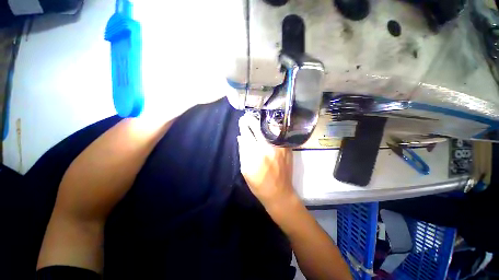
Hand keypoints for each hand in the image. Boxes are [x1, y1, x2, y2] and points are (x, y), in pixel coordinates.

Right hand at [237, 114, 295, 208]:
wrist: (280, 193)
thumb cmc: (259, 184)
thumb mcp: (245, 170)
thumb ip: (243, 151)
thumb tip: (241, 137)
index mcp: (256, 154)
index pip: (248, 133)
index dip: (244, 125)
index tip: (242, 120)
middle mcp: (269, 147)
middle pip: (260, 128)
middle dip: (252, 121)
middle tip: (248, 117)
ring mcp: (281, 146)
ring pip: (271, 128)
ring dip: (263, 123)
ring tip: (258, 120)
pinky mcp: (287, 148)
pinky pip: (279, 133)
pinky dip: (272, 129)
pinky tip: (268, 128)